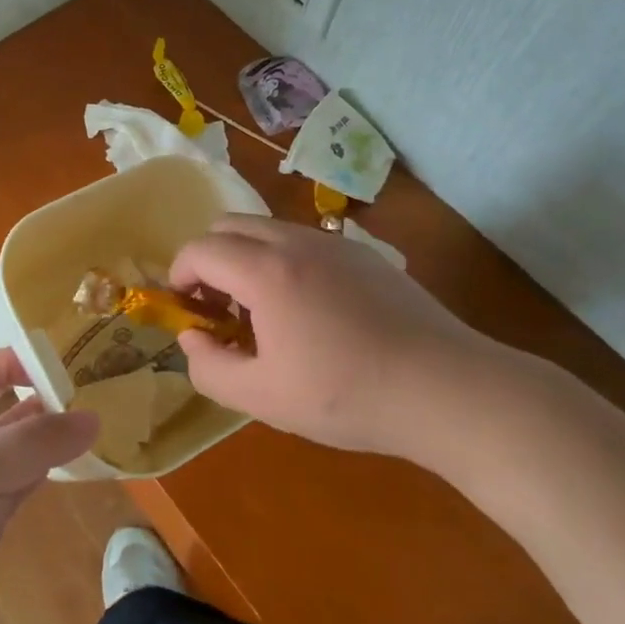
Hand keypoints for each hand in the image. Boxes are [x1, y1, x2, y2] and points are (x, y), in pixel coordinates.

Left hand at [0, 351, 97, 623]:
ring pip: (13, 447)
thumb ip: (35, 442)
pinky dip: (44, 472)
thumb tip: (92, 417)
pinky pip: (18, 484)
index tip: (58, 369)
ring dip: (46, 437)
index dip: (10, 361)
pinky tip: (73, 468)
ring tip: (92, 427)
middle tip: (88, 394)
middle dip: (36, 396)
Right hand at [170, 216, 546, 474]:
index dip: (179, 275)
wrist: (446, 389)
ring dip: (246, 258)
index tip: (187, 310)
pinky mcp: (364, 255)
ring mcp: (334, 243)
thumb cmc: (346, 396)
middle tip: (219, 308)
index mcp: (265, 271)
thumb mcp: (262, 398)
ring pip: (267, 229)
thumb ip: (209, 367)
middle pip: (229, 225)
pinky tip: (309, 311)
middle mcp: (295, 241)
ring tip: (263, 312)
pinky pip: (303, 241)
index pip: (199, 248)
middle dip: (209, 260)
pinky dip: (282, 260)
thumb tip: (191, 337)